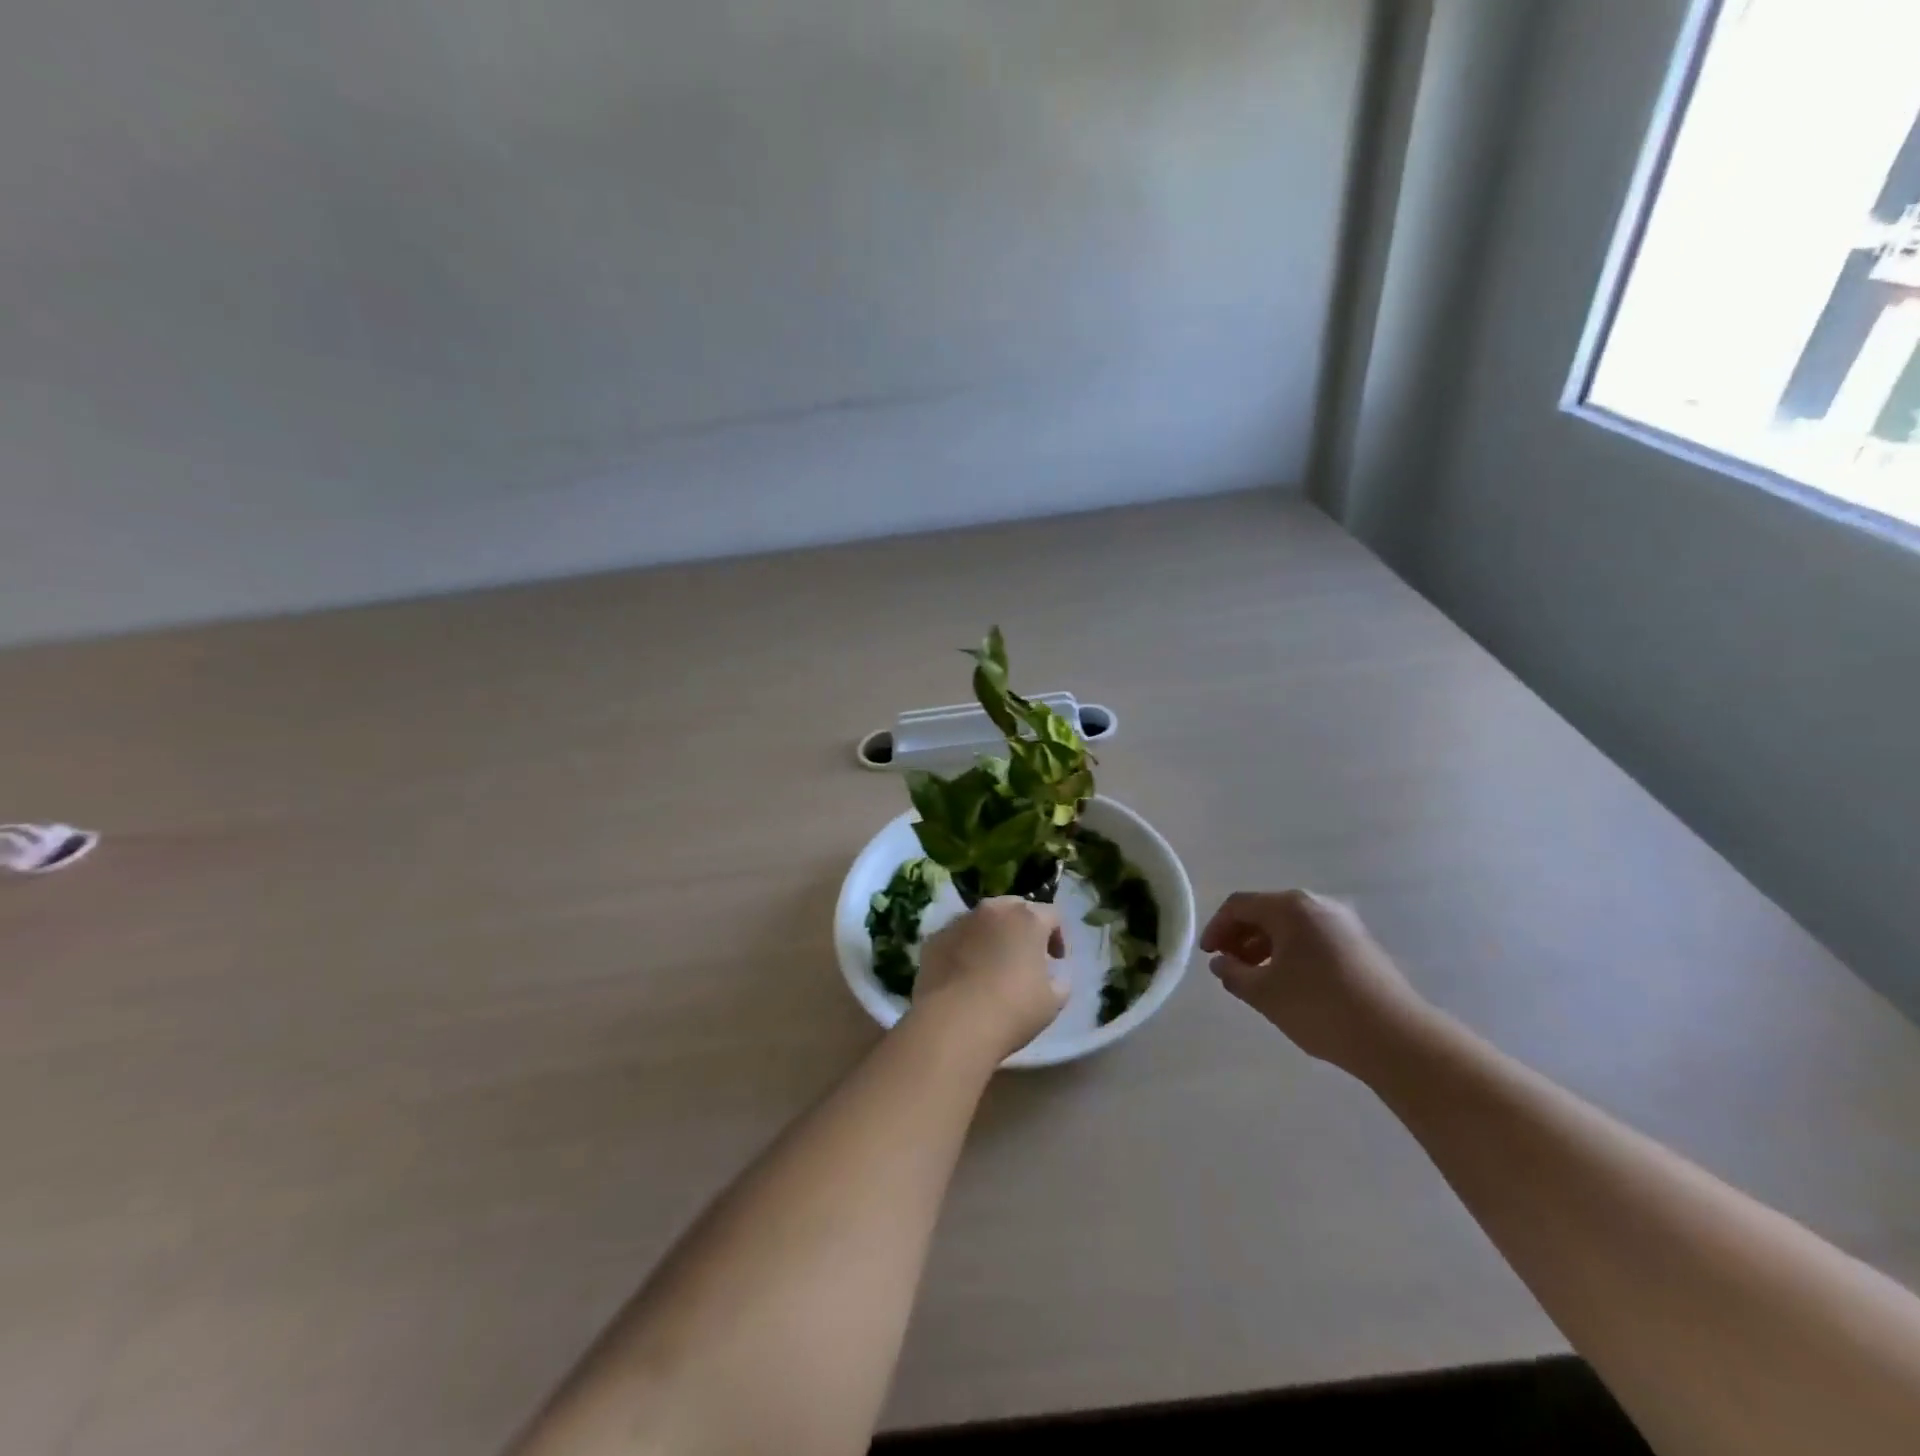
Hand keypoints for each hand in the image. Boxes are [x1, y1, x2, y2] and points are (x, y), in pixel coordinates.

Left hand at [911, 898, 1069, 1061]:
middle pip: (1014, 908)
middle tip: (1025, 957)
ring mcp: (959, 921)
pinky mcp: (934, 938)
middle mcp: (992, 909)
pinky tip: (964, 976)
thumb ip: (1060, 980)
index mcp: (1027, 919)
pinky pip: (956, 937)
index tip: (1056, 960)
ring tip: (991, 966)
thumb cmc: (1013, 1010)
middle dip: (1023, 928)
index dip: (1057, 936)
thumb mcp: (1053, 1001)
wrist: (954, 1023)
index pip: (1052, 914)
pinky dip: (964, 948)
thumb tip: (1054, 974)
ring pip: (982, 920)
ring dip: (991, 935)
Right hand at [1200, 890, 1432, 1077]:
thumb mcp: (1264, 993)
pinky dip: (1290, 952)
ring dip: (1265, 946)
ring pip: (1290, 926)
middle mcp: (1317, 905)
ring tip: (1255, 977)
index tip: (1207, 955)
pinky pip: (1312, 938)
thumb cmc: (1319, 1007)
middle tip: (1227, 965)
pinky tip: (1288, 983)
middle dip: (1240, 936)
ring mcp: (1344, 924)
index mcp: (1290, 907)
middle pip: (1266, 911)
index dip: (1216, 928)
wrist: (1396, 1038)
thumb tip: (1221, 962)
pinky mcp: (1361, 945)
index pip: (1239, 905)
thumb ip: (1233, 973)